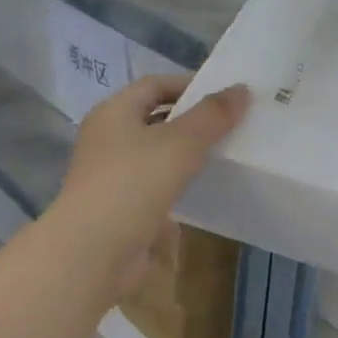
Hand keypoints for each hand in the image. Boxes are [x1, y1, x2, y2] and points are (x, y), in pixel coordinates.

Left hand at [53, 74, 249, 296]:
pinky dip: (183, 182)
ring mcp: (115, 176)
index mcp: (114, 113)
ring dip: (190, 153)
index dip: (189, 84)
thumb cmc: (133, 184)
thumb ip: (212, 116)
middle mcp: (110, 140)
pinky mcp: (125, 208)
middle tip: (235, 122)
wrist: (95, 253)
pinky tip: (209, 186)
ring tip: (229, 152)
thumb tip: (242, 89)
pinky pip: (159, 186)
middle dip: (193, 119)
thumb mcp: (179, 142)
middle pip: (156, 119)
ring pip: (159, 155)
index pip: (154, 85)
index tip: (227, 94)